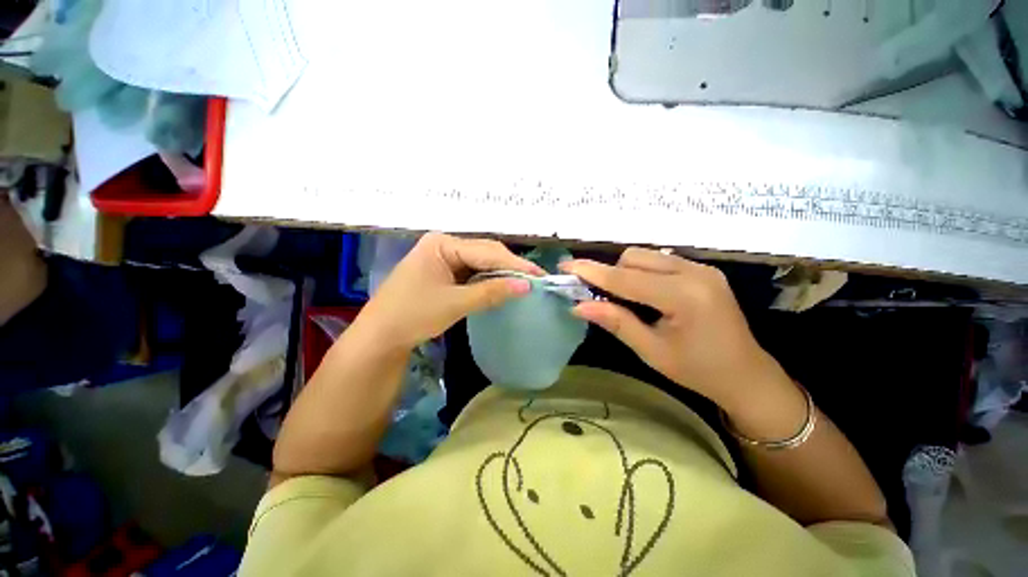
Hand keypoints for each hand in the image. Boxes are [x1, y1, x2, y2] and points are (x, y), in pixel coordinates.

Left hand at [353, 233, 542, 350]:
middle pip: (485, 252)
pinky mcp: (444, 271)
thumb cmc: (413, 315)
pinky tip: (502, 286)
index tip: (539, 276)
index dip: (515, 264)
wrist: (380, 336)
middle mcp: (444, 244)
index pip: (487, 251)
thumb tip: (526, 286)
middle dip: (509, 267)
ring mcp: (443, 257)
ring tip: (524, 283)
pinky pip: (472, 272)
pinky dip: (488, 280)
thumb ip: (492, 292)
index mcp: (442, 243)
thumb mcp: (455, 303)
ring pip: (480, 262)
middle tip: (535, 280)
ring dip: (500, 273)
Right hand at [561, 248, 786, 409]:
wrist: (747, 376)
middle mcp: (695, 273)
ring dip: (624, 271)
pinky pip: (660, 261)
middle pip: (635, 258)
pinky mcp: (703, 270)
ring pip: (646, 256)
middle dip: (609, 272)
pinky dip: (641, 272)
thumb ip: (616, 322)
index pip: (626, 278)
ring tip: (618, 297)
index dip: (592, 272)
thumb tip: (578, 306)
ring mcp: (702, 268)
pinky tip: (640, 293)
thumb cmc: (698, 371)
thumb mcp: (651, 351)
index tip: (566, 266)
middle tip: (593, 293)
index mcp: (684, 297)